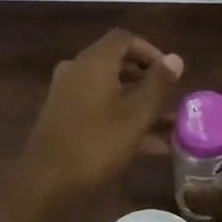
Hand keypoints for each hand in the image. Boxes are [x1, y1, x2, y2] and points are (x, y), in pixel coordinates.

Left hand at [18, 30, 184, 205]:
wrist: (45, 182)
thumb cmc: (96, 144)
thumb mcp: (136, 115)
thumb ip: (158, 85)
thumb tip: (175, 58)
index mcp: (93, 63)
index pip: (124, 39)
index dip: (150, 51)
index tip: (170, 72)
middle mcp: (76, 72)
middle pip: (116, 64)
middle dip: (146, 79)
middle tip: (170, 97)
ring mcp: (66, 96)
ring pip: (109, 90)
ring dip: (138, 103)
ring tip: (168, 125)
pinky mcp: (63, 120)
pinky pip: (98, 110)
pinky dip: (122, 119)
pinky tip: (149, 147)